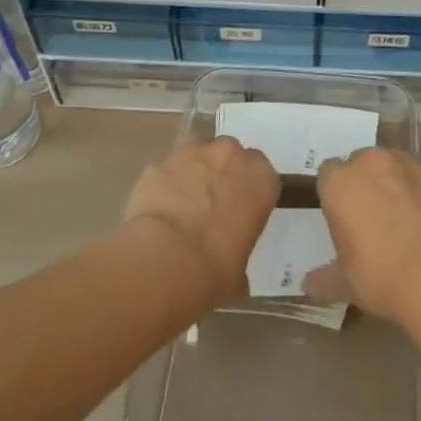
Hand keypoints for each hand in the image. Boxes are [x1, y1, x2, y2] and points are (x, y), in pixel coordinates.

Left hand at [123, 136, 279, 303]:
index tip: (240, 210)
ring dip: (194, 166)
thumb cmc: (214, 271)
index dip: (249, 190)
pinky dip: (165, 181)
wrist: (164, 262)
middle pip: (230, 153)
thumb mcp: (239, 271)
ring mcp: (193, 153)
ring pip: (198, 148)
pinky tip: (158, 206)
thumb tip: (229, 265)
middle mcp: (231, 156)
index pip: (262, 173)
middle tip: (212, 204)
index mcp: (261, 179)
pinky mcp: (160, 162)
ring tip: (184, 198)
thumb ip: (238, 251)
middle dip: (222, 172)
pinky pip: (167, 167)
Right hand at [304, 149, 420, 322]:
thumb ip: (325, 278)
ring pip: (395, 167)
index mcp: (341, 182)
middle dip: (364, 183)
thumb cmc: (379, 273)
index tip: (339, 217)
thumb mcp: (345, 283)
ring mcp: (410, 168)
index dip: (333, 194)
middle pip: (362, 163)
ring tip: (399, 222)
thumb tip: (309, 286)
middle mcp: (373, 163)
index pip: (327, 174)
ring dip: (394, 185)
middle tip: (367, 219)